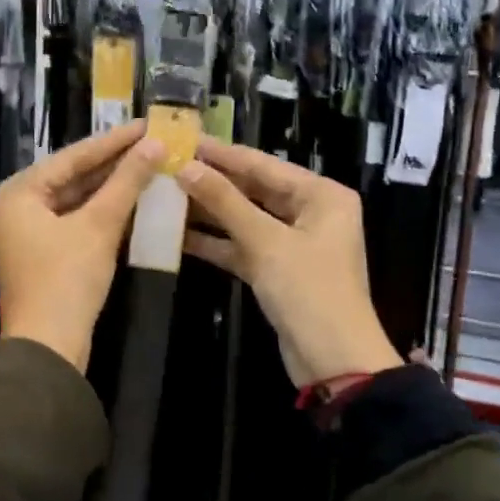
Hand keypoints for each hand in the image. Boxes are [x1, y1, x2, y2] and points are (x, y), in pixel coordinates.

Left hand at [0, 121, 164, 371]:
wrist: (49, 348)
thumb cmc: (67, 279)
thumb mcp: (99, 226)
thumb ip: (127, 182)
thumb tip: (155, 144)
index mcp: (17, 192)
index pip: (72, 157)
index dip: (113, 141)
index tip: (146, 124)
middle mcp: (15, 207)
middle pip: (71, 177)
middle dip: (113, 163)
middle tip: (151, 143)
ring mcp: (25, 232)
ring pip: (74, 200)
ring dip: (110, 187)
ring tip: (148, 165)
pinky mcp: (41, 254)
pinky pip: (73, 221)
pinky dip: (101, 212)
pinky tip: (132, 200)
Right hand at [176, 139, 399, 387]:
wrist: (334, 361)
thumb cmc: (309, 291)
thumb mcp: (266, 242)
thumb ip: (225, 202)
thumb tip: (185, 167)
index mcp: (322, 195)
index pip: (264, 165)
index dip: (223, 154)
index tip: (185, 139)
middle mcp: (311, 212)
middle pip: (254, 189)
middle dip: (213, 181)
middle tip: (169, 165)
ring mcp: (293, 242)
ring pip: (245, 218)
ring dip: (209, 211)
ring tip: (165, 195)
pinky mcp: (277, 270)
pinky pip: (242, 246)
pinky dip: (215, 242)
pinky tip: (177, 234)